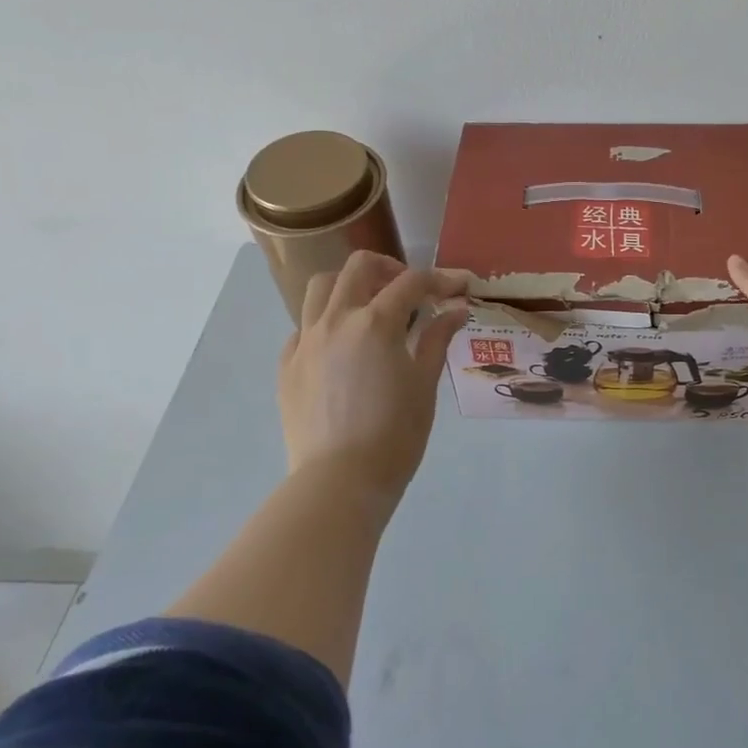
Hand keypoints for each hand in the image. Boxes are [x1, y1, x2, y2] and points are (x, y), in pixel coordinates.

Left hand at [280, 252, 470, 508]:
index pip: (413, 282)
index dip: (441, 279)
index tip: (460, 287)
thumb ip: (437, 339)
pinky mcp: (287, 365)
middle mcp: (336, 320)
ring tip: (370, 307)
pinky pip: (303, 327)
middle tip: (411, 291)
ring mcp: (305, 341)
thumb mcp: (425, 384)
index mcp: (375, 323)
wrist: (339, 480)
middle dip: (391, 268)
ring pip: (320, 288)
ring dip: (349, 285)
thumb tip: (457, 310)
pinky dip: (326, 323)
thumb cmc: (395, 435)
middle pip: (359, 267)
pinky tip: (343, 348)